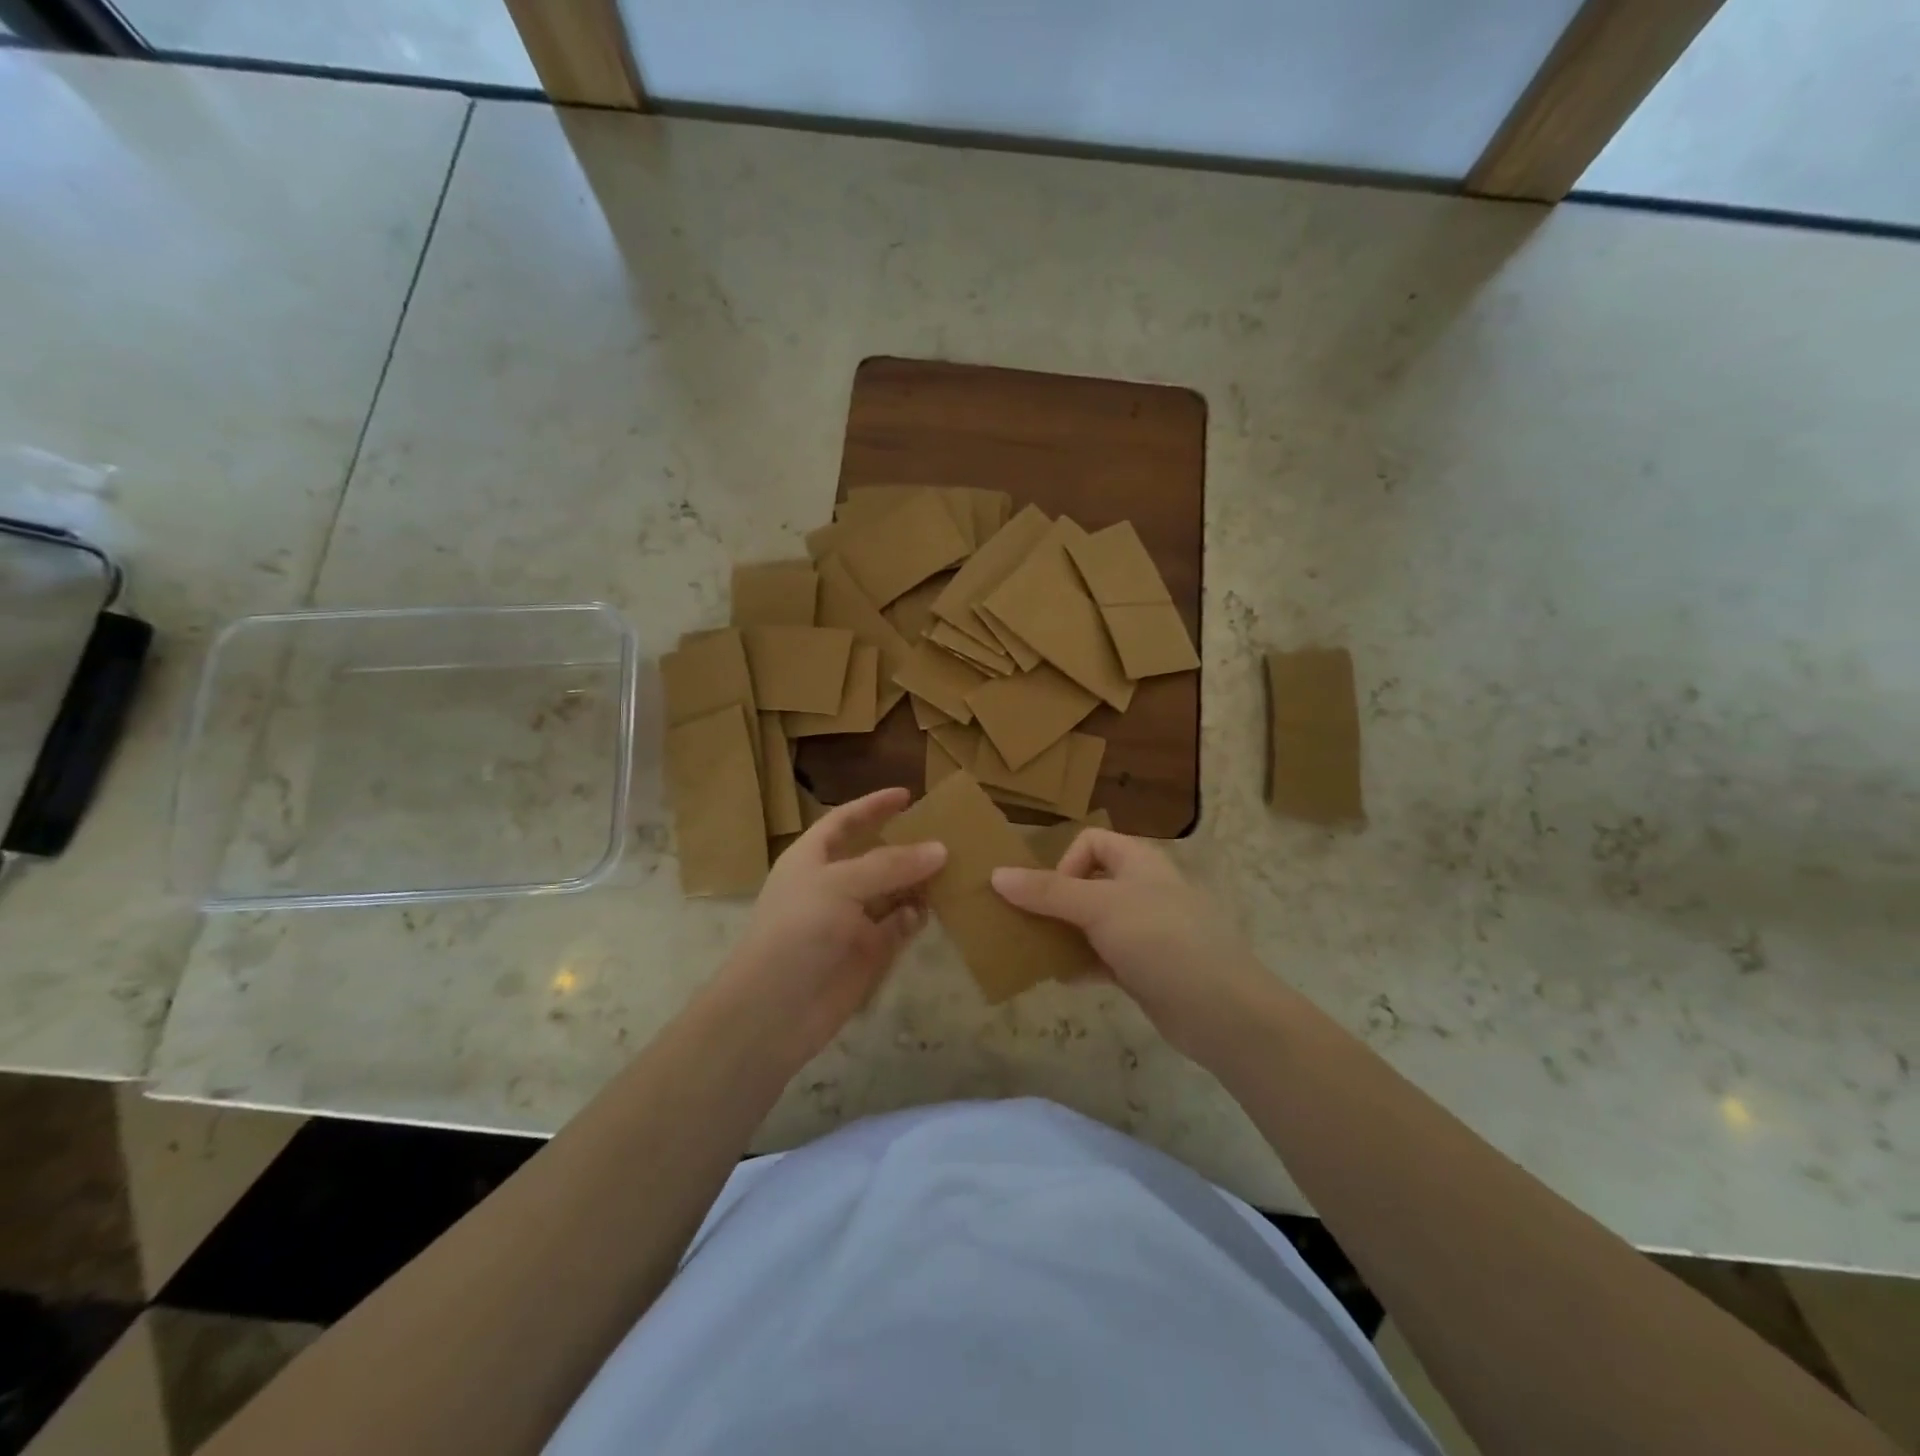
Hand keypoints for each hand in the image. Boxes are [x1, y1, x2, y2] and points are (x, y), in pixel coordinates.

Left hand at [713, 787, 945, 1066]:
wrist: (773, 1011)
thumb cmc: (797, 932)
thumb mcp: (840, 885)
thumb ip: (890, 865)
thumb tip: (940, 849)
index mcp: (812, 858)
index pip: (845, 821)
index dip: (873, 806)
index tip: (907, 794)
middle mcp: (833, 884)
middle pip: (875, 855)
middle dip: (907, 845)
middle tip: (948, 834)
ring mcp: (851, 920)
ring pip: (893, 891)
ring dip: (919, 880)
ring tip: (955, 867)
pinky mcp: (867, 952)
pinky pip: (899, 925)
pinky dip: (917, 915)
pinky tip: (938, 907)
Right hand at [992, 830, 1276, 1060]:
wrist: (1221, 1010)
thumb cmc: (1161, 940)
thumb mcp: (1099, 907)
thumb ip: (1048, 891)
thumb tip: (996, 874)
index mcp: (1139, 861)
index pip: (1091, 842)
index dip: (1066, 862)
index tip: (1054, 895)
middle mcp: (1142, 890)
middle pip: (1087, 882)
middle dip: (1055, 901)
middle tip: (1028, 924)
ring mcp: (1145, 931)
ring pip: (1092, 923)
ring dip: (1064, 934)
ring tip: (1037, 953)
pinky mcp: (1145, 968)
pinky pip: (1102, 957)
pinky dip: (1082, 963)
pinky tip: (1065, 979)